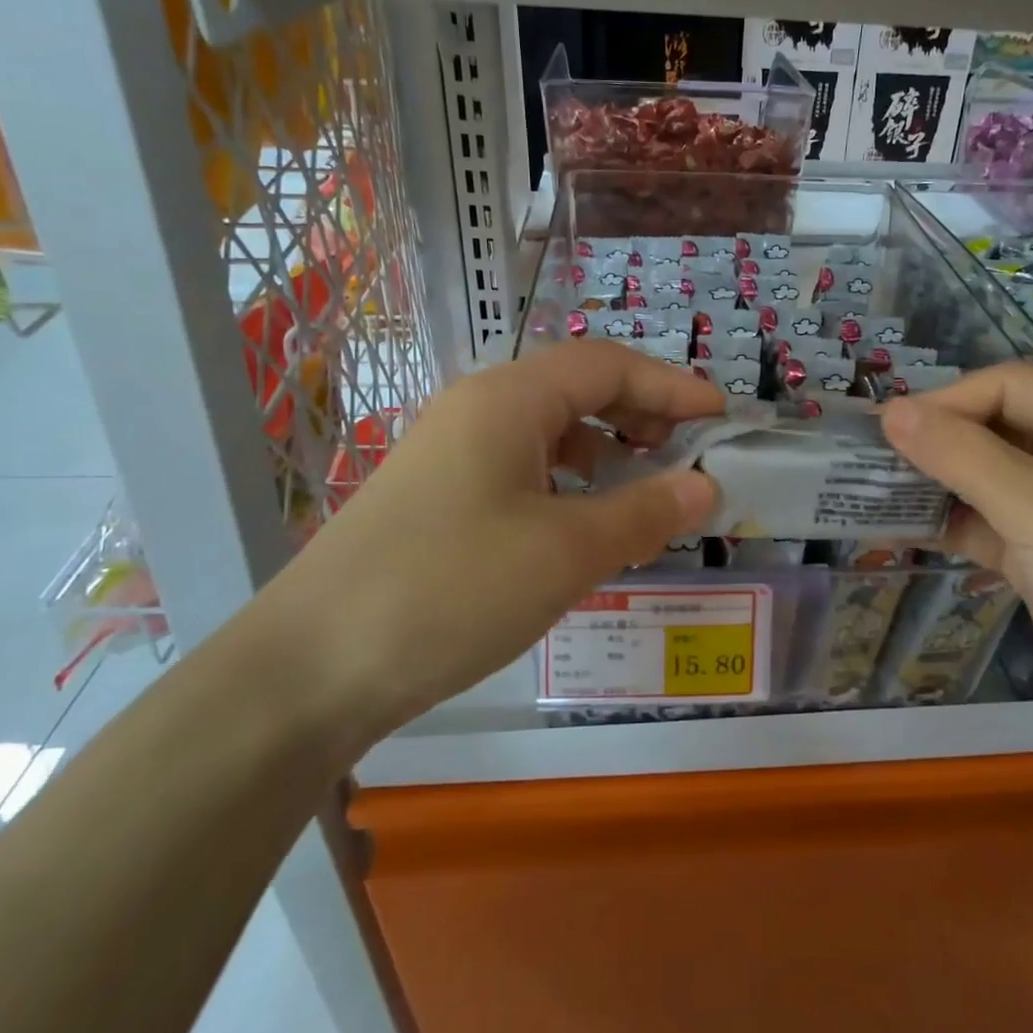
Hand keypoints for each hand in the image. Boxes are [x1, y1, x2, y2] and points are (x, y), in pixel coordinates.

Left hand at [257, 341, 722, 748]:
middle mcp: (478, 409)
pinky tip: (583, 522)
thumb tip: (706, 486)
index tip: (722, 416)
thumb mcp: (566, 552)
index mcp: (509, 399)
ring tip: (645, 487)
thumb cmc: (451, 589)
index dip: (672, 386)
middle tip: (691, 451)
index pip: (608, 365)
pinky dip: (568, 482)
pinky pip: (521, 467)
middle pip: (578, 389)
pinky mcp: (438, 495)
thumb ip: (645, 512)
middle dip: (642, 413)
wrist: (311, 668)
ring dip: (605, 449)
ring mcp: (451, 451)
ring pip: (549, 430)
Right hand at [881, 363, 1032, 751]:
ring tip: (875, 489)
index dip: (950, 399)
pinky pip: (986, 522)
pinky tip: (898, 527)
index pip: (1012, 386)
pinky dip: (946, 522)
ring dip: (935, 481)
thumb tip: (891, 411)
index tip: (889, 427)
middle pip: (997, 427)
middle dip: (937, 439)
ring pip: (986, 476)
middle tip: (872, 456)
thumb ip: (961, 454)